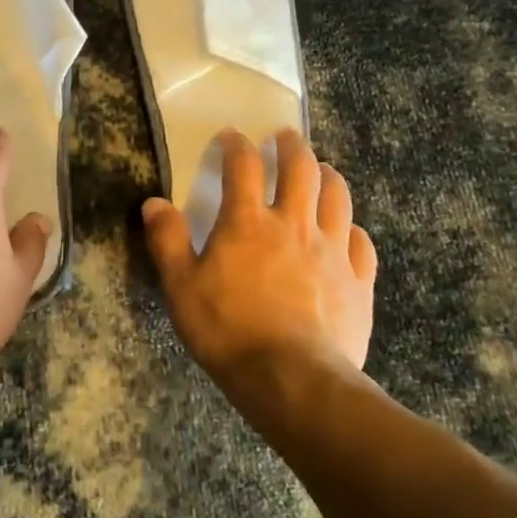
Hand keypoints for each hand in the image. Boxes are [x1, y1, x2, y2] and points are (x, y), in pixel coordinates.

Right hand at [143, 129, 376, 379]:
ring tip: (321, 170)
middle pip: (301, 169)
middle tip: (285, 137)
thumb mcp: (181, 287)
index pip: (243, 165)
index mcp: (247, 222)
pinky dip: (352, 229)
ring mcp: (332, 251)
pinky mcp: (358, 282)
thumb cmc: (228, 330)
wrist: (293, 381)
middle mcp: (293, 224)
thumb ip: (167, 241)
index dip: (236, 144)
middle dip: (292, 146)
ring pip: (338, 197)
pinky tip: (347, 232)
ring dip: (328, 176)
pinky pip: (362, 243)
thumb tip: (154, 203)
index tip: (231, 136)